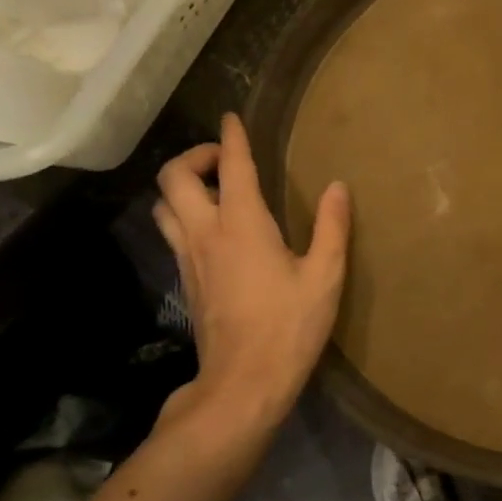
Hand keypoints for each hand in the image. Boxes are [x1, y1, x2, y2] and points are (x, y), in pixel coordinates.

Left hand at [152, 114, 350, 438]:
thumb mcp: (325, 276)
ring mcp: (189, 258)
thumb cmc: (289, 326)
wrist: (243, 382)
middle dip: (195, 157)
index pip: (232, 167)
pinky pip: (172, 232)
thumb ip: (331, 227)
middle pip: (174, 178)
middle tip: (225, 161)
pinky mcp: (185, 280)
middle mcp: (206, 233)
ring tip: (214, 190)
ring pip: (163, 205)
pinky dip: (184, 214)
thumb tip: (338, 187)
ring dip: (182, 186)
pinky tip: (212, 230)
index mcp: (243, 225)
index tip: (232, 118)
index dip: (232, 137)